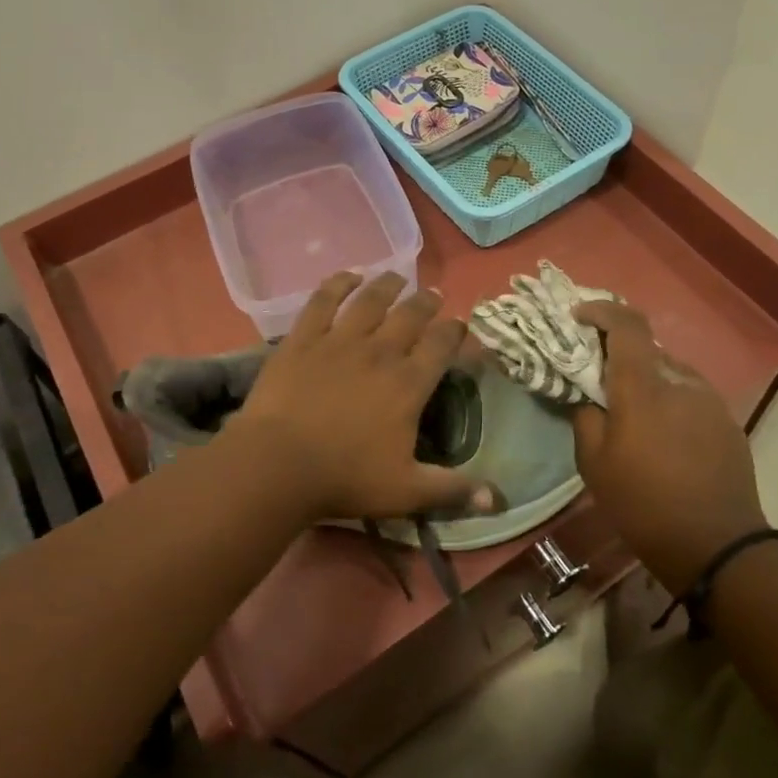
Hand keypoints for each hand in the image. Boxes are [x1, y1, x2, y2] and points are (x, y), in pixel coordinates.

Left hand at [227, 272, 494, 523]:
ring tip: (396, 277)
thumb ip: (453, 490)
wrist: (278, 464)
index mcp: (409, 384)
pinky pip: (324, 300)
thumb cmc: (346, 479)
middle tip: (433, 295)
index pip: (442, 345)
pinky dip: (338, 284)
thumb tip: (499, 500)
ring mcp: (340, 340)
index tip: (460, 326)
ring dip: (388, 285)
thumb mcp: (406, 492)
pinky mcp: (303, 338)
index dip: (455, 331)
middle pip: (411, 315)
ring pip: (371, 300)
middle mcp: (380, 352)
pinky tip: (348, 276)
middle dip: (427, 302)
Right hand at [571, 300, 766, 593]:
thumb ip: (586, 418)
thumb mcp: (593, 464)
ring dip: (648, 383)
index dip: (601, 311)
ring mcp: (710, 401)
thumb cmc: (643, 503)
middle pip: (647, 350)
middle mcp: (680, 381)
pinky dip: (671, 404)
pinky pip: (690, 398)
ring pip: (670, 374)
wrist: (717, 545)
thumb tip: (591, 400)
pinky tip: (665, 440)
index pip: (626, 323)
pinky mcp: (727, 422)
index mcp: (643, 386)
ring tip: (634, 418)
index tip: (579, 318)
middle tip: (601, 382)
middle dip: (620, 356)